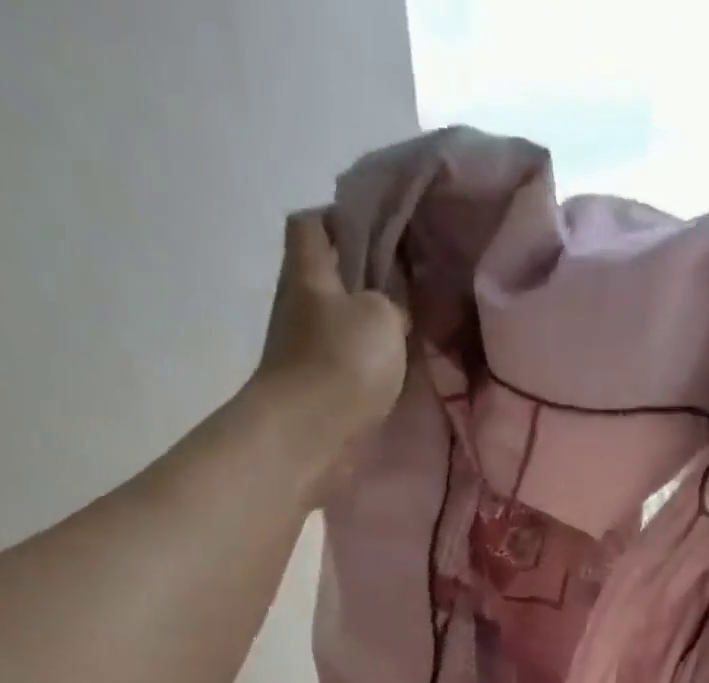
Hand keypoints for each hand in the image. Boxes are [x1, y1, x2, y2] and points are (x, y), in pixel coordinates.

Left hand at [252, 211, 407, 435]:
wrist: (307, 437)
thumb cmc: (341, 363)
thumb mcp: (382, 314)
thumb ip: (393, 300)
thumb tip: (393, 309)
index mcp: (309, 271)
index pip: (312, 223)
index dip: (340, 218)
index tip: (377, 232)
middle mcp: (299, 306)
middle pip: (328, 277)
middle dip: (364, 279)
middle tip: (407, 287)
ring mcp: (304, 352)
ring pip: (339, 324)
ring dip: (368, 328)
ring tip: (409, 333)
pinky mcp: (316, 391)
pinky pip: (345, 365)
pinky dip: (367, 366)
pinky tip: (395, 373)